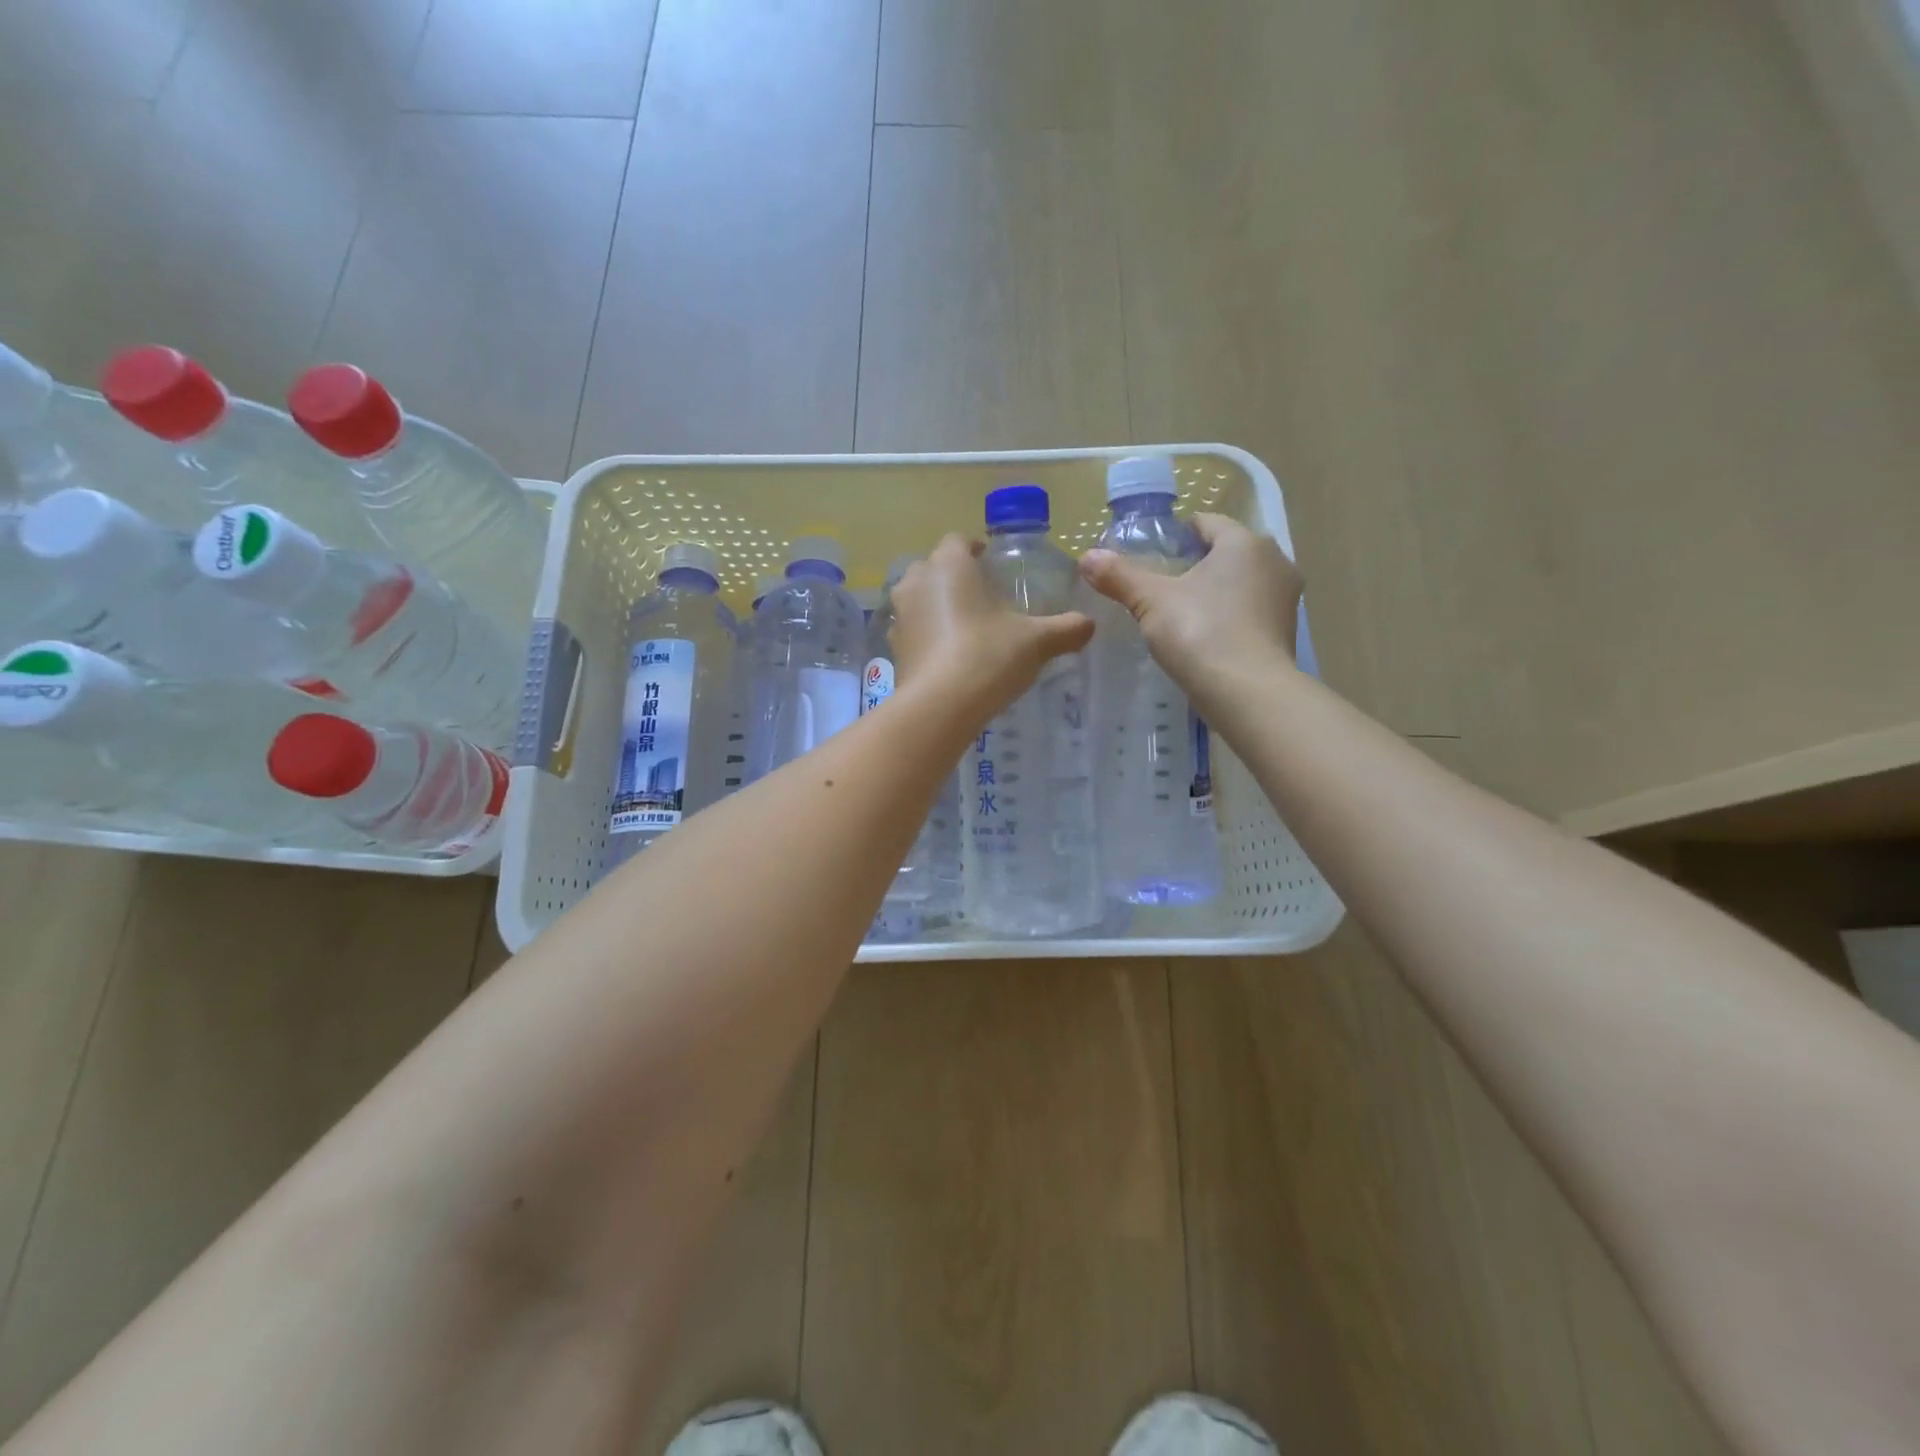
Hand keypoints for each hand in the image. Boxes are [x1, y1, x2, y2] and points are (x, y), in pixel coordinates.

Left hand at [889, 534, 1093, 724]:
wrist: (940, 706)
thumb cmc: (988, 656)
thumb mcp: (1036, 641)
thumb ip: (1065, 628)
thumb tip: (1089, 624)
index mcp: (949, 565)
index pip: (958, 541)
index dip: (975, 549)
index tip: (991, 562)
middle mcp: (917, 581)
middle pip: (934, 567)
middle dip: (954, 576)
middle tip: (981, 595)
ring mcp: (900, 616)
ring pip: (918, 598)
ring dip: (936, 605)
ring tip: (965, 625)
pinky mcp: (893, 648)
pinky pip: (912, 630)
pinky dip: (927, 635)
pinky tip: (948, 654)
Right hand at [1079, 512, 1302, 707]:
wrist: (1248, 693)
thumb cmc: (1200, 632)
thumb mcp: (1151, 601)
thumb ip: (1120, 576)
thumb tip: (1086, 557)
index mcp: (1245, 542)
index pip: (1207, 522)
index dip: (1176, 533)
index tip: (1151, 552)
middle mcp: (1274, 561)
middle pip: (1226, 552)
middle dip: (1195, 563)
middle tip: (1160, 584)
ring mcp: (1285, 598)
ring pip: (1241, 582)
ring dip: (1214, 591)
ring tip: (1179, 612)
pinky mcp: (1284, 632)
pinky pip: (1249, 612)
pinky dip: (1228, 616)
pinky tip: (1204, 636)